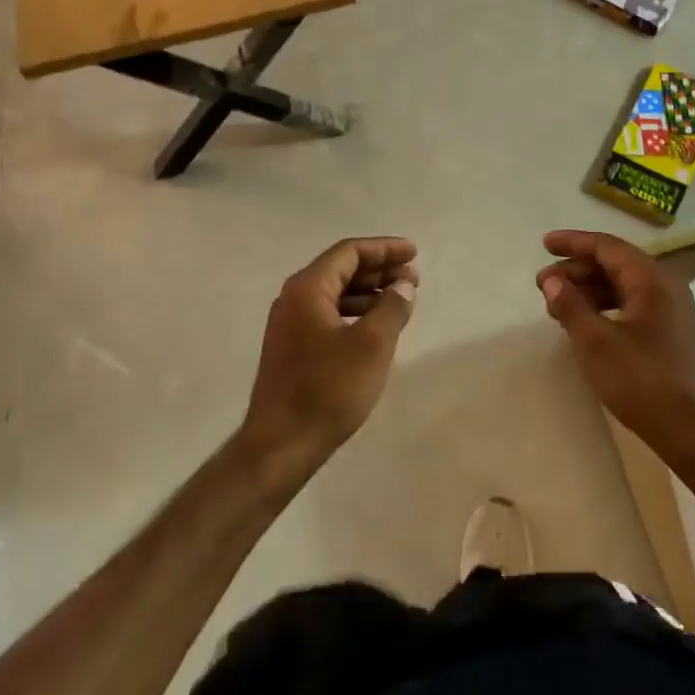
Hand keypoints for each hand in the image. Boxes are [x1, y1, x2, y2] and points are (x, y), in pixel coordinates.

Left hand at [241, 237, 418, 475]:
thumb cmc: (328, 389)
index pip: (349, 252)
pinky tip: (376, 328)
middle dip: (379, 269)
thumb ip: (392, 307)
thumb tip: (403, 286)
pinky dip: (355, 313)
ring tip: (400, 301)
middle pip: (341, 269)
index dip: (384, 249)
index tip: (414, 254)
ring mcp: (289, 324)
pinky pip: (329, 314)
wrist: (280, 445)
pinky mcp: (292, 348)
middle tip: (413, 278)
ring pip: (335, 293)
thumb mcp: (372, 345)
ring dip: (369, 292)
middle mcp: (293, 298)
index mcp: (307, 288)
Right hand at [537, 230, 694, 463]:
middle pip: (615, 264)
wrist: (692, 432)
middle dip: (577, 270)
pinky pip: (632, 304)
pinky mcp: (670, 332)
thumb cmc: (642, 381)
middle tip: (543, 285)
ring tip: (557, 306)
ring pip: (623, 285)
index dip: (573, 242)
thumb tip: (551, 279)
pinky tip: (585, 322)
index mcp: (652, 280)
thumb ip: (570, 305)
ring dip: (589, 289)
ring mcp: (671, 310)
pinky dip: (604, 306)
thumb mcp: (596, 343)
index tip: (544, 245)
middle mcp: (666, 286)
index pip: (607, 247)